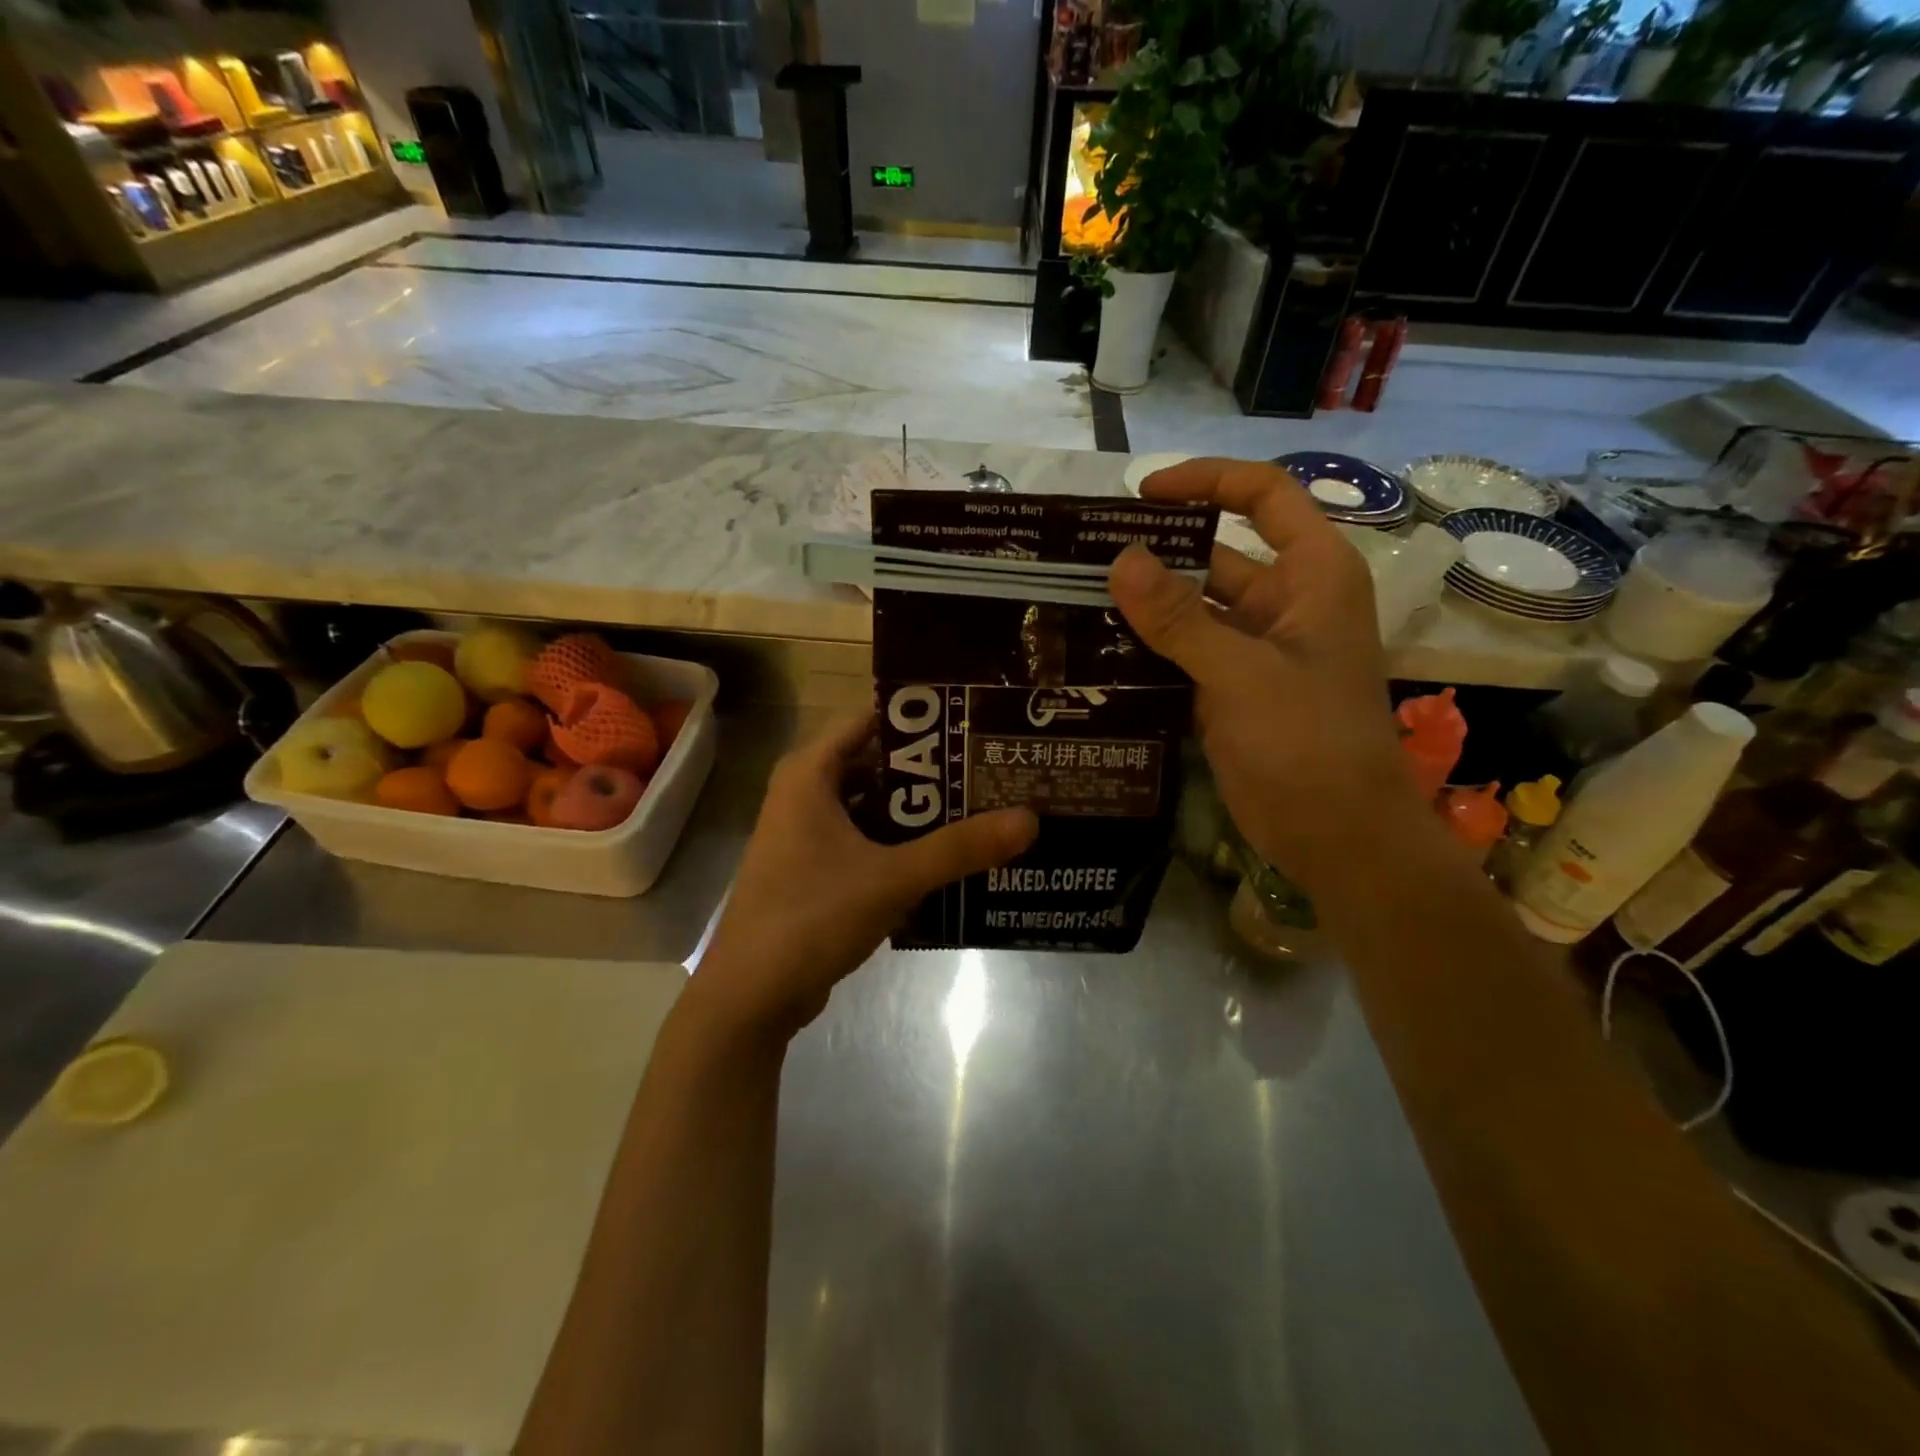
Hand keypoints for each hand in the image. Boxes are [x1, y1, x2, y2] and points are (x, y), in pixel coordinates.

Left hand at [696, 714, 1037, 1037]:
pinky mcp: (817, 870)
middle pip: (878, 763)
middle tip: (990, 768)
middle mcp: (806, 794)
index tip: (974, 721)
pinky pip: (867, 841)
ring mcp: (809, 835)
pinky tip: (948, 855)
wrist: (751, 996)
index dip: (922, 718)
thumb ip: (959, 848)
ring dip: (920, 811)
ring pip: (875, 807)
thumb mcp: (892, 878)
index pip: (871, 719)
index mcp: (810, 774)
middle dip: (932, 770)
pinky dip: (902, 844)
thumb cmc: (811, 916)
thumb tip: (1029, 819)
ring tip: (982, 806)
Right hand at [1108, 457, 1426, 893]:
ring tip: (1074, 598)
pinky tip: (1094, 649)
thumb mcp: (1241, 672)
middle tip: (1081, 555)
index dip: (1206, 481)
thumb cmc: (1308, 742)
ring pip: (1191, 609)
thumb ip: (1179, 617)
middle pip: (1215, 553)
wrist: (1336, 835)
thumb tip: (1121, 558)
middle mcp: (1282, 602)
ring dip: (1143, 605)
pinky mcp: (1229, 689)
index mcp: (1310, 575)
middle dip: (1155, 552)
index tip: (1141, 494)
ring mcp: (1253, 649)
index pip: (1263, 496)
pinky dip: (1145, 649)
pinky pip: (1181, 653)